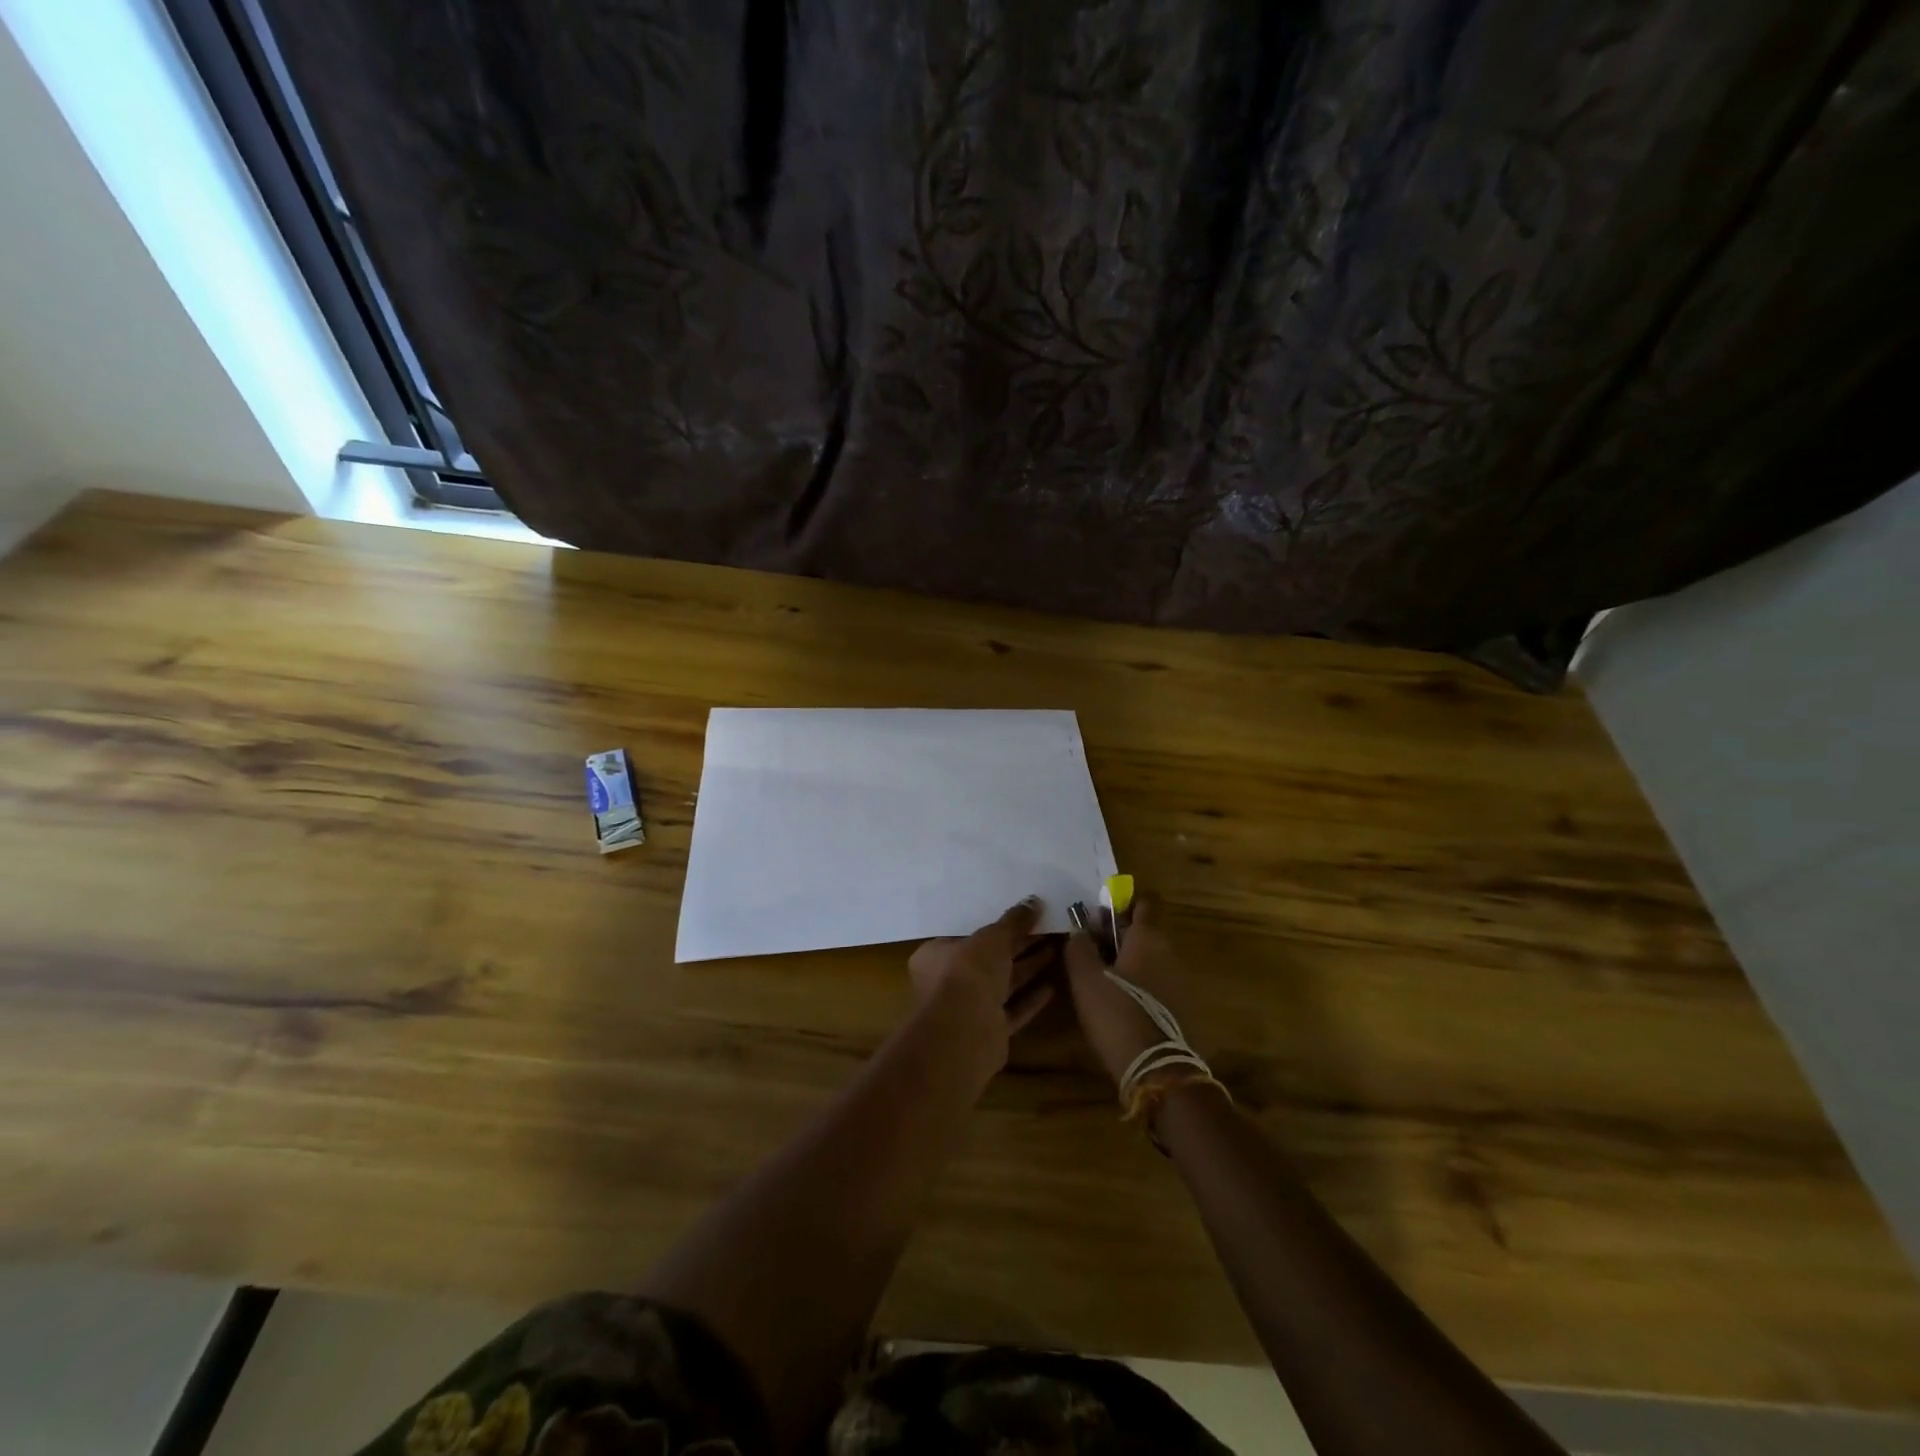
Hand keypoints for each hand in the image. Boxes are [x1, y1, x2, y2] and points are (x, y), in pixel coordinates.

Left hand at [907, 898, 1057, 1082]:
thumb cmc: (968, 972)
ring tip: (1056, 950)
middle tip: (1047, 929)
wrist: (965, 1033)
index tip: (1020, 916)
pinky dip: (1030, 999)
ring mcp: (969, 1009)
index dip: (995, 925)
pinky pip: (1013, 1010)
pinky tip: (1052, 987)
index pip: (967, 935)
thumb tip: (1033, 901)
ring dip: (1028, 968)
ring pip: (1003, 984)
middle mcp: (949, 981)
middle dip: (1018, 945)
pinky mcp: (989, 1031)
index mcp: (936, 955)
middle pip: (989, 959)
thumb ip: (1013, 921)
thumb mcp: (992, 937)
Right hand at [1063, 894, 1197, 1091]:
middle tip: (1088, 951)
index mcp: (1148, 938)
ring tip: (1099, 983)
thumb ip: (1079, 947)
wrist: (1160, 1073)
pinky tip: (1119, 1008)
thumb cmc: (1117, 1015)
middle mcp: (1169, 954)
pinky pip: (1157, 987)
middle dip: (1117, 937)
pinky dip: (1139, 989)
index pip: (1142, 903)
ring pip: (1149, 961)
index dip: (1121, 903)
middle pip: (1143, 933)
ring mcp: (1180, 984)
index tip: (1098, 913)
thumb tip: (1079, 930)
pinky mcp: (1183, 1012)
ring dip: (1127, 965)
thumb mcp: (1085, 979)